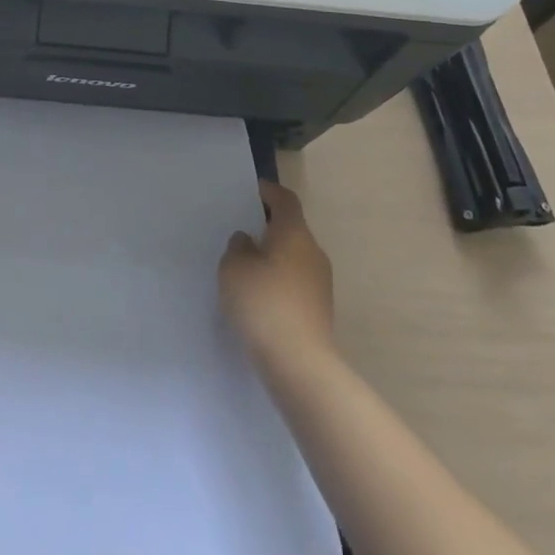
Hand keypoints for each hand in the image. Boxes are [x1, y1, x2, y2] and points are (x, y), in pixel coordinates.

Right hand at [219, 181, 334, 360]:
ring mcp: (320, 283)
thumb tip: (248, 242)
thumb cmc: (263, 303)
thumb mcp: (234, 268)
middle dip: (269, 228)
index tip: (252, 191)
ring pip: (294, 258)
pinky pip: (296, 283)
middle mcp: (312, 252)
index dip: (269, 192)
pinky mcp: (319, 310)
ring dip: (274, 257)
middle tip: (242, 231)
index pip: (285, 200)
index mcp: (294, 233)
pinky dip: (279, 282)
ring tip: (246, 267)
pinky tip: (259, 297)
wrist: (299, 363)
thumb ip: (238, 247)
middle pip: (291, 229)